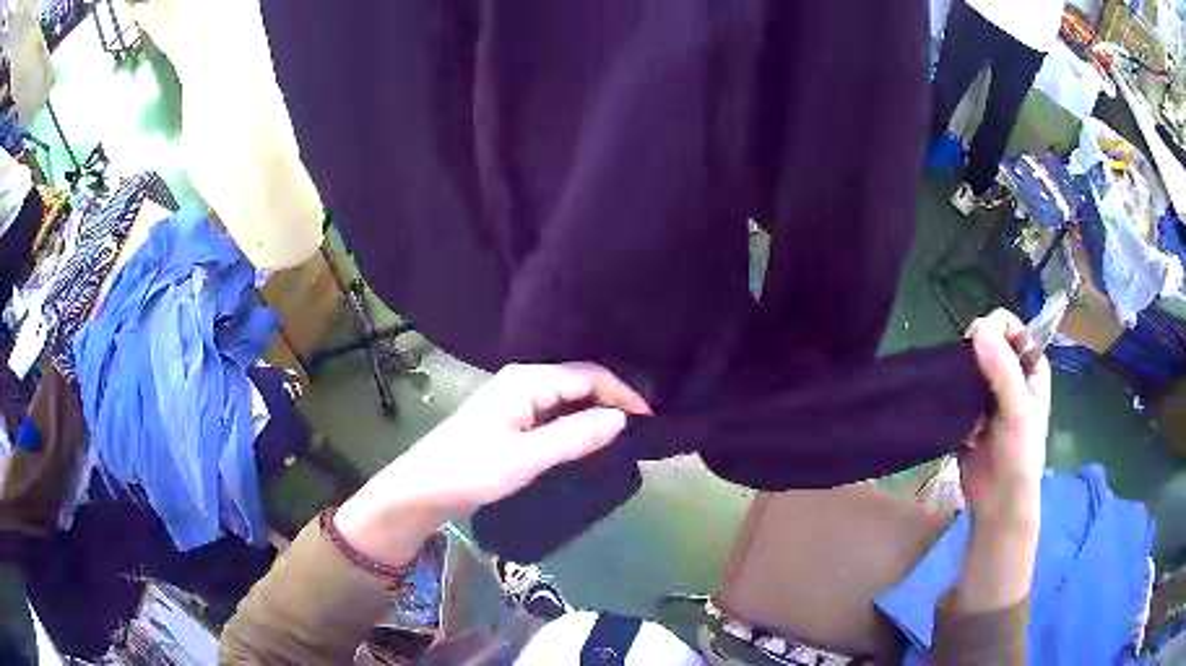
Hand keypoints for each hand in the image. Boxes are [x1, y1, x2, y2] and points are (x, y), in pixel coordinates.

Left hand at [334, 363, 650, 566]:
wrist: (421, 490)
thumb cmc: (470, 470)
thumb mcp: (527, 457)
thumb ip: (575, 436)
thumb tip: (621, 419)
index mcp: (527, 380)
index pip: (588, 375)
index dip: (623, 394)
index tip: (650, 421)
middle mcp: (523, 382)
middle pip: (579, 383)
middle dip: (612, 403)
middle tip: (641, 432)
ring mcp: (515, 401)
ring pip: (567, 400)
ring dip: (594, 416)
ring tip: (623, 439)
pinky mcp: (510, 422)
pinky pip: (553, 416)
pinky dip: (575, 427)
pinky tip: (588, 444)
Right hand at [959, 309, 1050, 526]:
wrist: (998, 503)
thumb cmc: (1019, 456)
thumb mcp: (1018, 410)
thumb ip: (1002, 370)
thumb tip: (978, 327)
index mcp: (1030, 365)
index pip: (1009, 326)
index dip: (993, 329)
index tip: (978, 347)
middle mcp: (1010, 373)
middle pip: (986, 342)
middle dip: (974, 357)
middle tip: (968, 382)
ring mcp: (989, 394)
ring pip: (969, 366)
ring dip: (961, 381)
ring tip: (963, 405)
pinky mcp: (969, 412)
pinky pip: (956, 392)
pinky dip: (952, 399)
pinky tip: (956, 419)